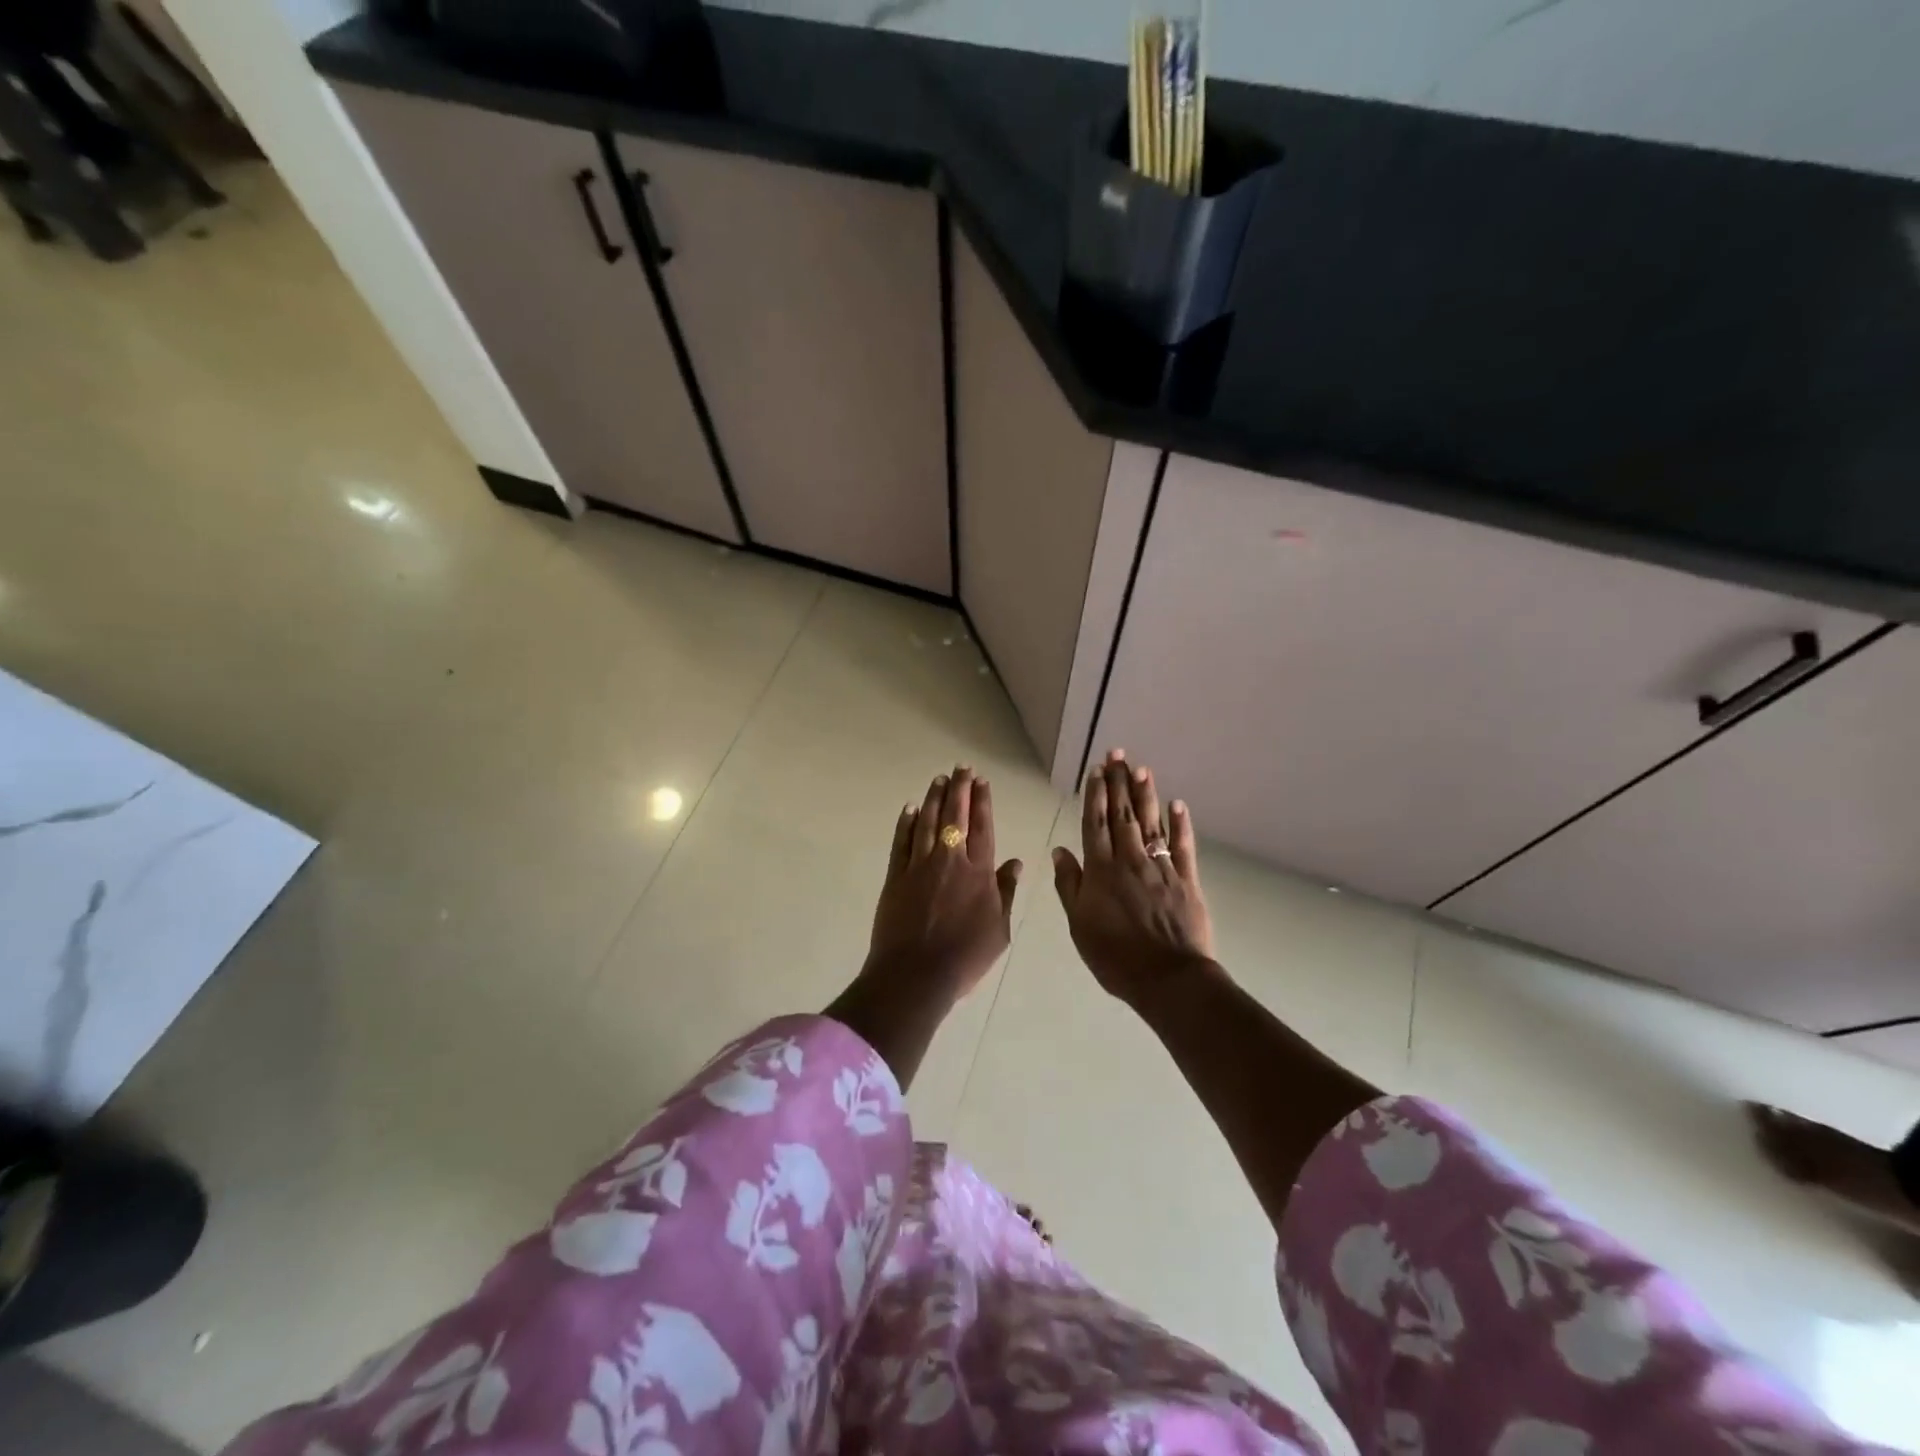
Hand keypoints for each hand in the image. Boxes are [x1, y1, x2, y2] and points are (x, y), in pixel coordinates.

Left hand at [866, 765, 1022, 1000]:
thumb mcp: (999, 930)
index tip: (981, 781)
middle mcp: (949, 860)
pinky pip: (901, 842)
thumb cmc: (965, 957)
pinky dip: (906, 823)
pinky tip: (909, 809)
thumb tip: (1015, 863)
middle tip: (961, 768)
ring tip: (939, 779)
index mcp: (978, 872)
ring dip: (933, 798)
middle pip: (955, 816)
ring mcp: (919, 866)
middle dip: (959, 789)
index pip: (983, 827)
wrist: (916, 975)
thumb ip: (1005, 893)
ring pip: (926, 822)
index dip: (982, 802)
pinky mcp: (896, 877)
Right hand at [1052, 749, 1214, 1007]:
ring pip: (1151, 823)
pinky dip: (1180, 824)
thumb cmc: (1115, 956)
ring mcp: (1161, 867)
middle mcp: (1130, 859)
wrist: (1167, 978)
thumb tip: (1060, 850)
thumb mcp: (1079, 925)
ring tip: (1141, 768)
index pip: (1096, 823)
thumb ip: (1070, 885)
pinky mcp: (1187, 879)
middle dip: (1119, 782)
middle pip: (1123, 814)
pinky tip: (1178, 804)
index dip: (1095, 795)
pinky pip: (1183, 845)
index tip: (1097, 770)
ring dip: (1146, 794)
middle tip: (1118, 754)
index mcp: (1101, 870)